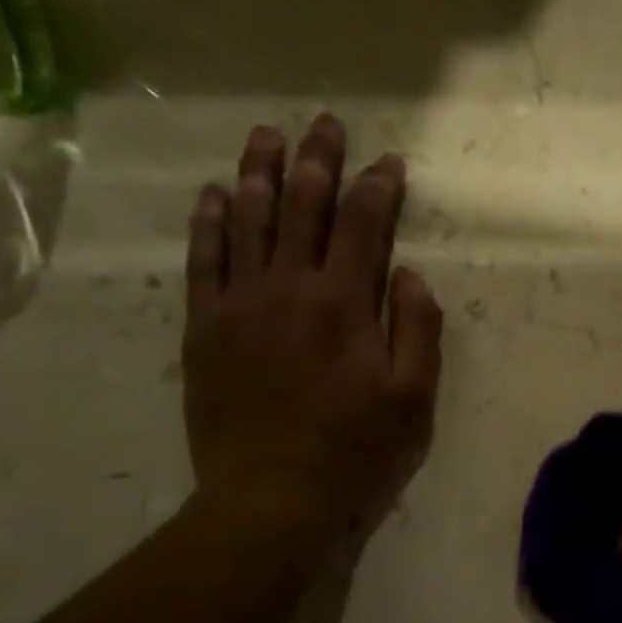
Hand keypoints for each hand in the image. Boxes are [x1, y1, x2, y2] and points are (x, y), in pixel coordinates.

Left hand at [183, 116, 442, 545]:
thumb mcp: (414, 399)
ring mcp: (239, 303)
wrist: (272, 498)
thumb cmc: (356, 452)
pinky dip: (210, 221)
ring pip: (248, 219)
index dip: (378, 187)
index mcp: (345, 303)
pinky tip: (216, 194)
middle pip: (302, 206)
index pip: (364, 224)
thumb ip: (418, 328)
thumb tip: (406, 273)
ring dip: (259, 171)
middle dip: (318, 160)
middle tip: (325, 123)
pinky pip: (204, 259)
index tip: (388, 161)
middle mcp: (289, 287)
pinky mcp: (204, 327)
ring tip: (267, 135)